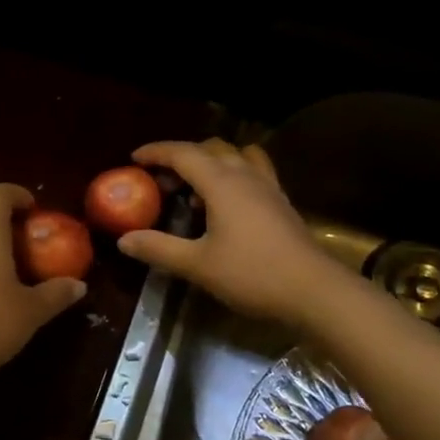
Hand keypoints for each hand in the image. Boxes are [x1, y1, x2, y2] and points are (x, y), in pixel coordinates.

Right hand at [118, 139, 336, 325]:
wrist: (314, 290)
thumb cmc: (252, 274)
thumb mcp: (198, 265)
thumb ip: (159, 248)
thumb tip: (124, 239)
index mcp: (222, 183)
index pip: (183, 153)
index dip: (156, 152)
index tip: (134, 157)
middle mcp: (245, 175)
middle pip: (211, 148)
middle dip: (182, 157)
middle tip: (162, 180)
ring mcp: (268, 187)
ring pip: (236, 156)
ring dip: (212, 162)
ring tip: (195, 189)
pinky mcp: (281, 202)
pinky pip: (254, 171)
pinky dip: (233, 174)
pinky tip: (227, 204)